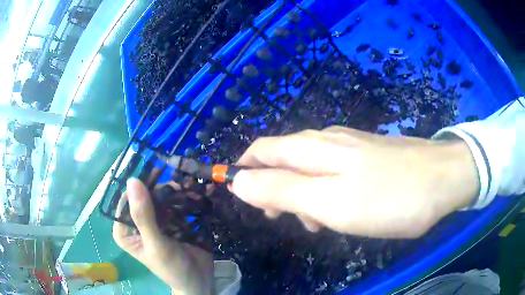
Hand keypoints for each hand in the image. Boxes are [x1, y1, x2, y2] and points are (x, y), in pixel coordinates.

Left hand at [113, 178, 213, 294]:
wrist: (199, 279)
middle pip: (144, 197)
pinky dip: (182, 200)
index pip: (126, 200)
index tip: (158, 175)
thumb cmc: (172, 267)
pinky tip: (193, 196)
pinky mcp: (168, 222)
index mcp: (124, 230)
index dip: (140, 186)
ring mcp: (153, 222)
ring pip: (159, 198)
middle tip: (178, 186)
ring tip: (189, 191)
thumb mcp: (156, 244)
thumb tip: (133, 181)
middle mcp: (135, 224)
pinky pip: (171, 205)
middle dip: (161, 190)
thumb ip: (143, 215)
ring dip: (174, 194)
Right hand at [230, 126, 479, 237]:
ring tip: (319, 223)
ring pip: (309, 170)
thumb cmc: (387, 196)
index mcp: (311, 148)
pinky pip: (333, 174)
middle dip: (274, 190)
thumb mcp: (328, 202)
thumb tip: (239, 182)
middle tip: (286, 220)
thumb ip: (280, 191)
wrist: (441, 179)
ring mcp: (349, 147)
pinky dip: (326, 194)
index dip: (243, 171)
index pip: (260, 151)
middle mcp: (325, 141)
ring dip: (302, 197)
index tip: (241, 199)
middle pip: (282, 160)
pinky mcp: (366, 157)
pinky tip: (342, 211)